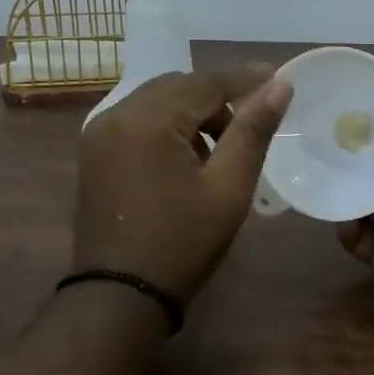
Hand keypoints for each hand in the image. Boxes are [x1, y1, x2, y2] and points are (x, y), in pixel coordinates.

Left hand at [74, 67, 292, 301]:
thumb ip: (253, 131)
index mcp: (148, 120)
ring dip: (190, 113)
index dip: (244, 78)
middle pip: (177, 87)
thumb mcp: (228, 188)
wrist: (119, 296)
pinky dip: (165, 128)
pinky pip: (136, 122)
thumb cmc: (182, 243)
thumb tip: (280, 86)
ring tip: (219, 150)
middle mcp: (116, 115)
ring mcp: (98, 134)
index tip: (278, 78)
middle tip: (250, 124)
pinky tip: (185, 160)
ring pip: (155, 102)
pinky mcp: (93, 154)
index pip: (204, 81)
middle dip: (216, 98)